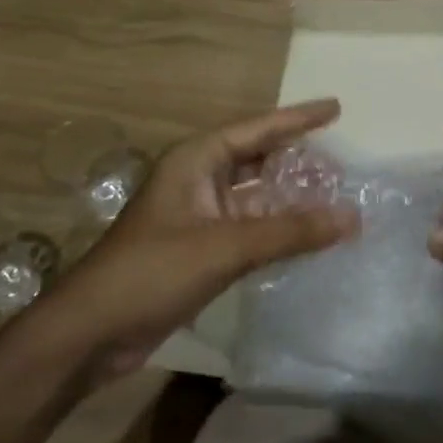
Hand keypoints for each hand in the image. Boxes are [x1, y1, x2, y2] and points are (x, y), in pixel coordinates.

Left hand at [45, 100, 357, 378]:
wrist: (90, 334)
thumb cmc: (151, 273)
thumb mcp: (225, 246)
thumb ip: (290, 232)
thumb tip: (353, 217)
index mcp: (195, 161)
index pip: (257, 129)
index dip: (299, 118)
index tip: (337, 108)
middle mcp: (198, 180)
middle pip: (258, 159)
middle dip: (298, 160)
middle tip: (341, 164)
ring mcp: (198, 216)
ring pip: (256, 196)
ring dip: (291, 198)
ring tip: (334, 197)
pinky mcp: (200, 250)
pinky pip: (250, 228)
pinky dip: (278, 229)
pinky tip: (307, 236)